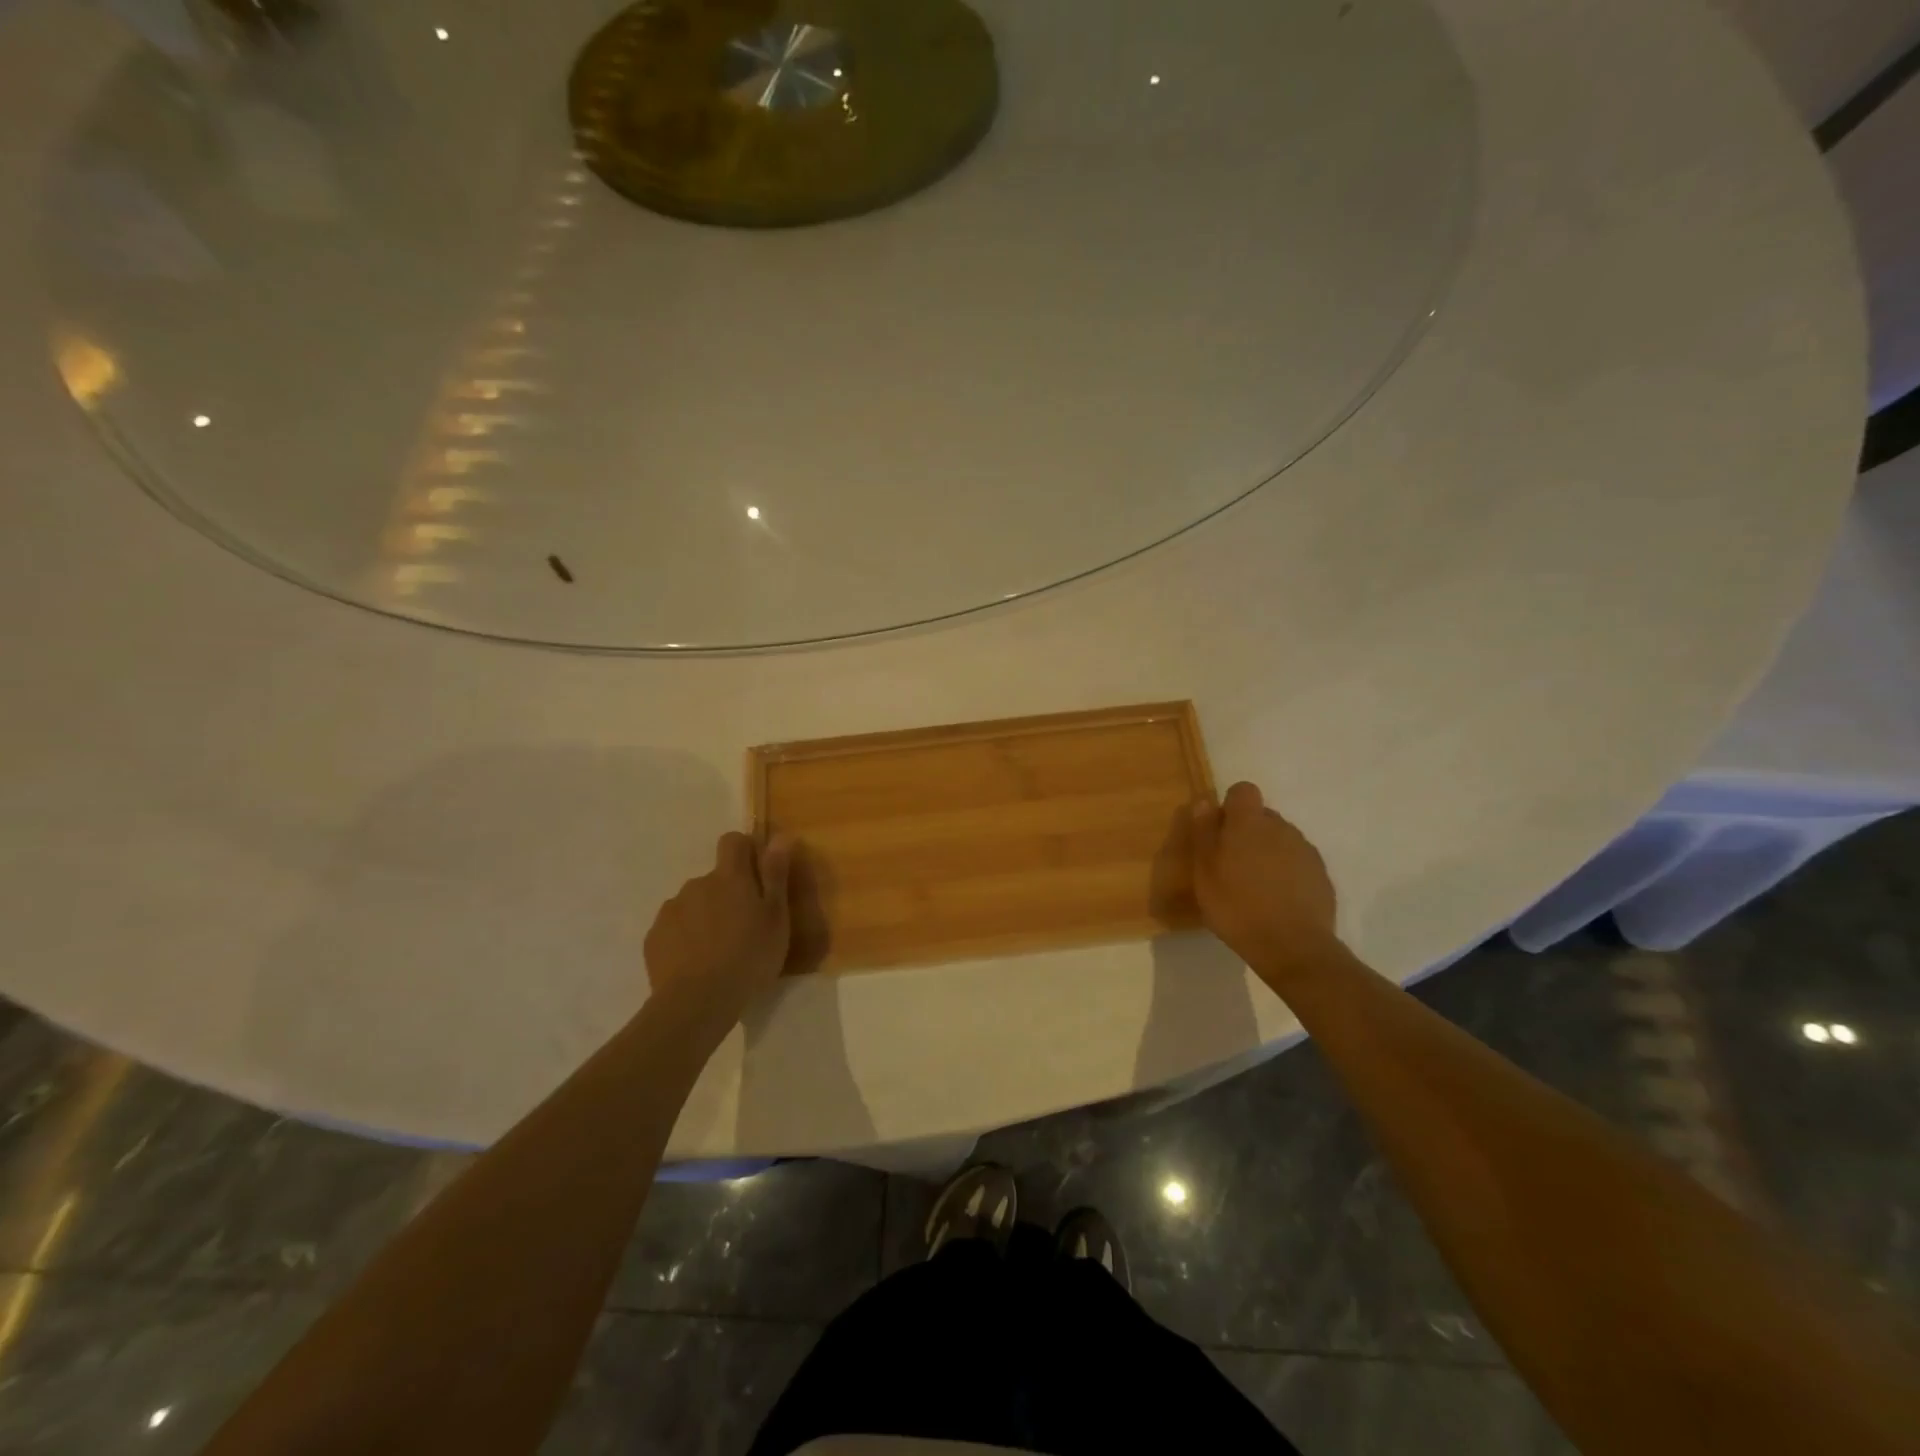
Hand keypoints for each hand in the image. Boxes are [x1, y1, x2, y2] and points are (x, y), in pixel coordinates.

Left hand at [643, 832, 794, 1034]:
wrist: (697, 1003)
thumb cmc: (749, 957)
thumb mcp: (776, 918)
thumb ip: (775, 875)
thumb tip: (780, 836)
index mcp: (729, 877)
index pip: (733, 841)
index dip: (745, 851)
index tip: (757, 876)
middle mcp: (696, 884)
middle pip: (714, 878)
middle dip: (727, 894)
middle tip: (743, 927)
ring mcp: (671, 910)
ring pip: (693, 904)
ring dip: (705, 916)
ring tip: (718, 951)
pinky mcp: (654, 938)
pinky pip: (674, 928)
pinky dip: (685, 939)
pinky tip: (696, 964)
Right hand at [1190, 782, 1339, 970]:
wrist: (1292, 947)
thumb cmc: (1237, 906)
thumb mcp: (1204, 871)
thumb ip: (1204, 831)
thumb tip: (1206, 801)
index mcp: (1250, 823)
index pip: (1243, 791)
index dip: (1230, 807)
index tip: (1219, 833)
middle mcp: (1281, 828)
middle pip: (1262, 816)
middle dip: (1247, 832)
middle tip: (1231, 865)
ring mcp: (1305, 851)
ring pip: (1281, 840)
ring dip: (1267, 852)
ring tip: (1255, 886)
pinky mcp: (1321, 875)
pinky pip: (1297, 862)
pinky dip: (1286, 873)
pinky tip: (1277, 900)